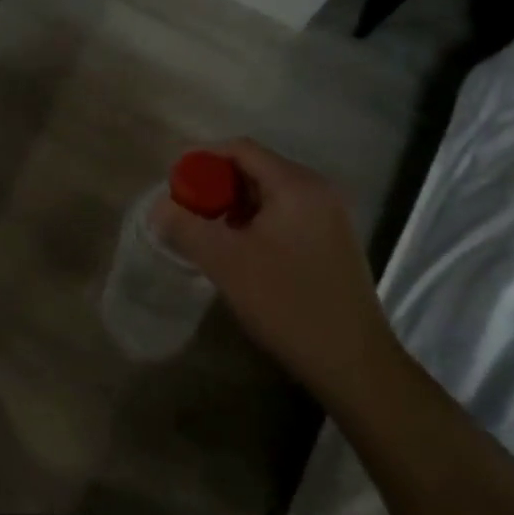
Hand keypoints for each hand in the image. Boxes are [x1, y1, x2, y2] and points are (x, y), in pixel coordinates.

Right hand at [156, 139, 398, 400]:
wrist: (354, 365)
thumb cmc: (287, 303)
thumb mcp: (225, 262)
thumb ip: (186, 226)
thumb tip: (159, 208)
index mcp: (296, 185)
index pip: (240, 149)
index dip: (202, 160)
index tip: (176, 185)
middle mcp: (318, 190)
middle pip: (255, 168)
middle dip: (217, 185)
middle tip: (190, 212)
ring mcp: (330, 216)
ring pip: (269, 193)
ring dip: (235, 206)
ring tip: (211, 234)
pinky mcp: (334, 241)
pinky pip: (286, 214)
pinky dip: (257, 222)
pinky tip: (243, 252)